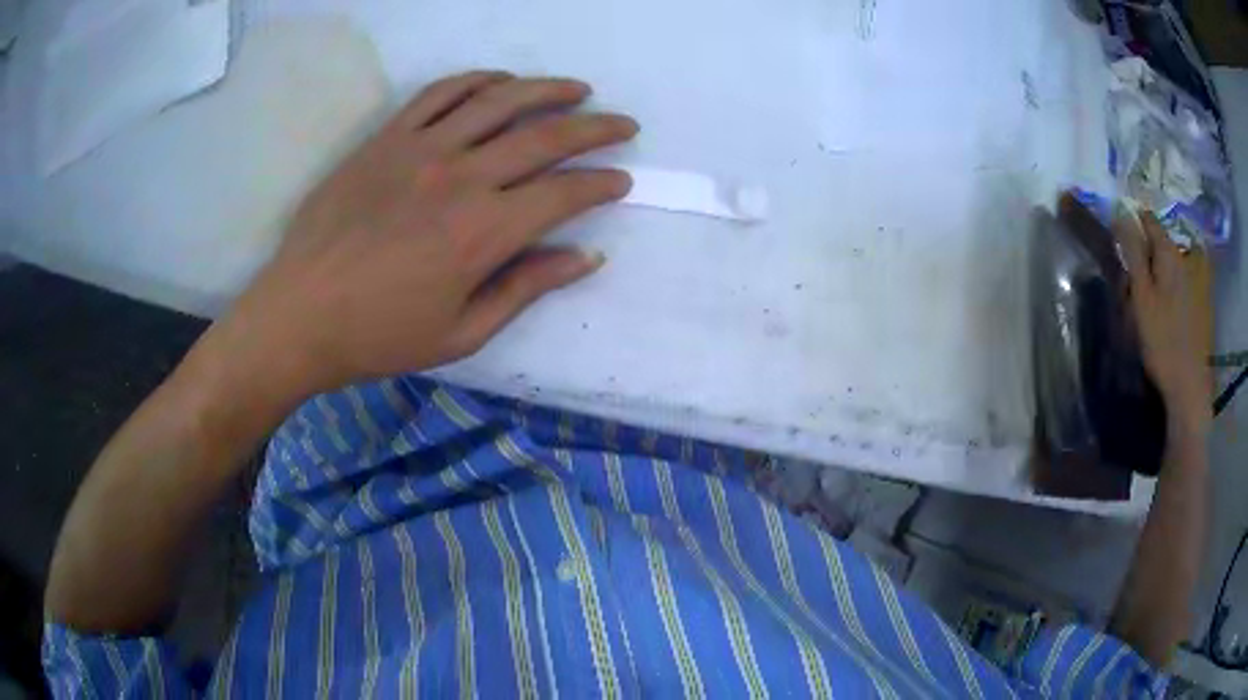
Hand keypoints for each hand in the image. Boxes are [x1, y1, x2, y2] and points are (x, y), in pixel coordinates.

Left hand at [225, 71, 637, 392]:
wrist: (300, 314)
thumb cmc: (380, 335)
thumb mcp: (462, 333)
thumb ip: (527, 287)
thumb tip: (587, 256)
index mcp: (484, 233)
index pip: (565, 193)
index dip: (602, 184)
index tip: (621, 180)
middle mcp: (462, 177)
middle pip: (546, 136)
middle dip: (596, 127)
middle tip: (624, 124)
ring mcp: (422, 148)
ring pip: (500, 100)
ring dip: (548, 89)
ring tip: (577, 89)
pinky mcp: (388, 137)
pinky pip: (441, 93)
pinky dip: (479, 80)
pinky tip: (502, 81)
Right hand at [1113, 209, 1210, 435]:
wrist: (1189, 386)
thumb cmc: (1162, 340)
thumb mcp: (1141, 295)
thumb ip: (1133, 251)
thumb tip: (1120, 210)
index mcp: (1169, 252)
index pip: (1148, 219)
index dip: (1132, 221)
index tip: (1119, 238)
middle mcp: (1184, 257)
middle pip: (1161, 241)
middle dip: (1146, 250)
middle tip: (1132, 276)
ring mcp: (1195, 280)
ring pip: (1171, 262)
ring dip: (1158, 269)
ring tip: (1147, 294)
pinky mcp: (1200, 303)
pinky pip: (1180, 281)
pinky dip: (1170, 285)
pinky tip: (1164, 308)